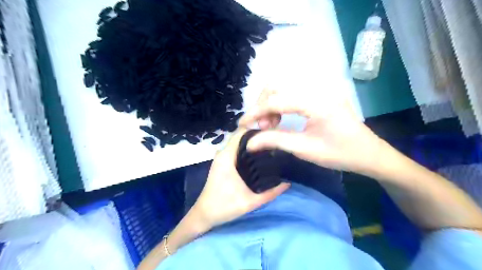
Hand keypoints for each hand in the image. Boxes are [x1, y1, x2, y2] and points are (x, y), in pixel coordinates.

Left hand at [191, 128, 288, 227]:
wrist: (204, 214)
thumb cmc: (225, 207)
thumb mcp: (251, 202)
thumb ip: (271, 193)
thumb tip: (288, 182)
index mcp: (227, 157)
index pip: (242, 133)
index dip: (258, 131)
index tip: (273, 135)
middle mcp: (223, 153)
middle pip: (241, 136)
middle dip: (257, 137)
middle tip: (274, 142)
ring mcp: (221, 157)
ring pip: (238, 142)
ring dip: (252, 143)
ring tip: (269, 148)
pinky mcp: (222, 162)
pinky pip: (235, 149)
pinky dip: (246, 149)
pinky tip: (258, 157)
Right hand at [239, 88, 386, 175]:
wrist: (369, 153)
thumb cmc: (340, 154)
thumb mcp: (305, 149)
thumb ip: (275, 141)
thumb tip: (249, 143)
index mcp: (316, 102)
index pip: (276, 100)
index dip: (256, 112)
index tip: (242, 124)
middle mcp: (317, 88)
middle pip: (277, 86)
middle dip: (263, 106)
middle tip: (263, 128)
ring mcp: (319, 89)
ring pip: (283, 88)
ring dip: (270, 104)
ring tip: (271, 125)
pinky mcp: (319, 94)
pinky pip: (292, 93)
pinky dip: (280, 104)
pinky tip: (281, 119)